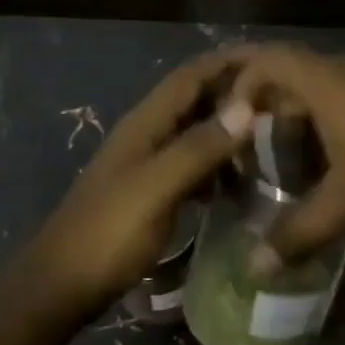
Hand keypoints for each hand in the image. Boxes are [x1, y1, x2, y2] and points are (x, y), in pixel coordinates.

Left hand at [23, 49, 255, 313]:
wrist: (62, 285)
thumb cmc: (109, 233)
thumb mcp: (157, 188)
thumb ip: (199, 147)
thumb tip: (246, 106)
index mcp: (146, 123)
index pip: (191, 75)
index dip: (228, 61)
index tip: (273, 59)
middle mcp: (147, 133)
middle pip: (195, 99)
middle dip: (234, 93)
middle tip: (283, 100)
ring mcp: (147, 163)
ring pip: (195, 132)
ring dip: (229, 130)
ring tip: (271, 140)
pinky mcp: (151, 191)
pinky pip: (192, 164)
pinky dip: (218, 164)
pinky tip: (239, 182)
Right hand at [228, 45, 344, 269]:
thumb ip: (299, 233)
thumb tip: (255, 266)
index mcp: (328, 82)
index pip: (269, 59)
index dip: (242, 84)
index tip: (232, 124)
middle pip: (293, 73)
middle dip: (268, 108)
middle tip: (254, 148)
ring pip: (324, 86)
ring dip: (302, 116)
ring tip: (293, 159)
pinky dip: (331, 118)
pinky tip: (341, 159)